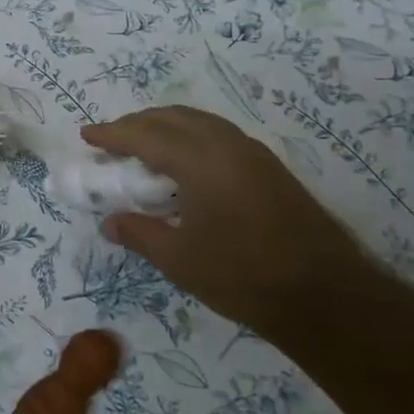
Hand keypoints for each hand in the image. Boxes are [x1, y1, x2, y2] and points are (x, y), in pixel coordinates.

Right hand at [81, 106, 374, 342]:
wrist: (326, 296)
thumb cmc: (242, 276)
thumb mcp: (179, 259)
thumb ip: (139, 233)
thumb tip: (111, 222)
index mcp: (200, 160)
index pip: (145, 135)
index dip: (112, 134)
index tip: (87, 135)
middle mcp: (227, 145)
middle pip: (172, 117)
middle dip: (137, 123)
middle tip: (111, 141)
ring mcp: (253, 153)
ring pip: (199, 121)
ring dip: (165, 126)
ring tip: (143, 147)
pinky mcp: (270, 168)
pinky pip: (218, 134)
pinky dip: (190, 136)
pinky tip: (184, 163)